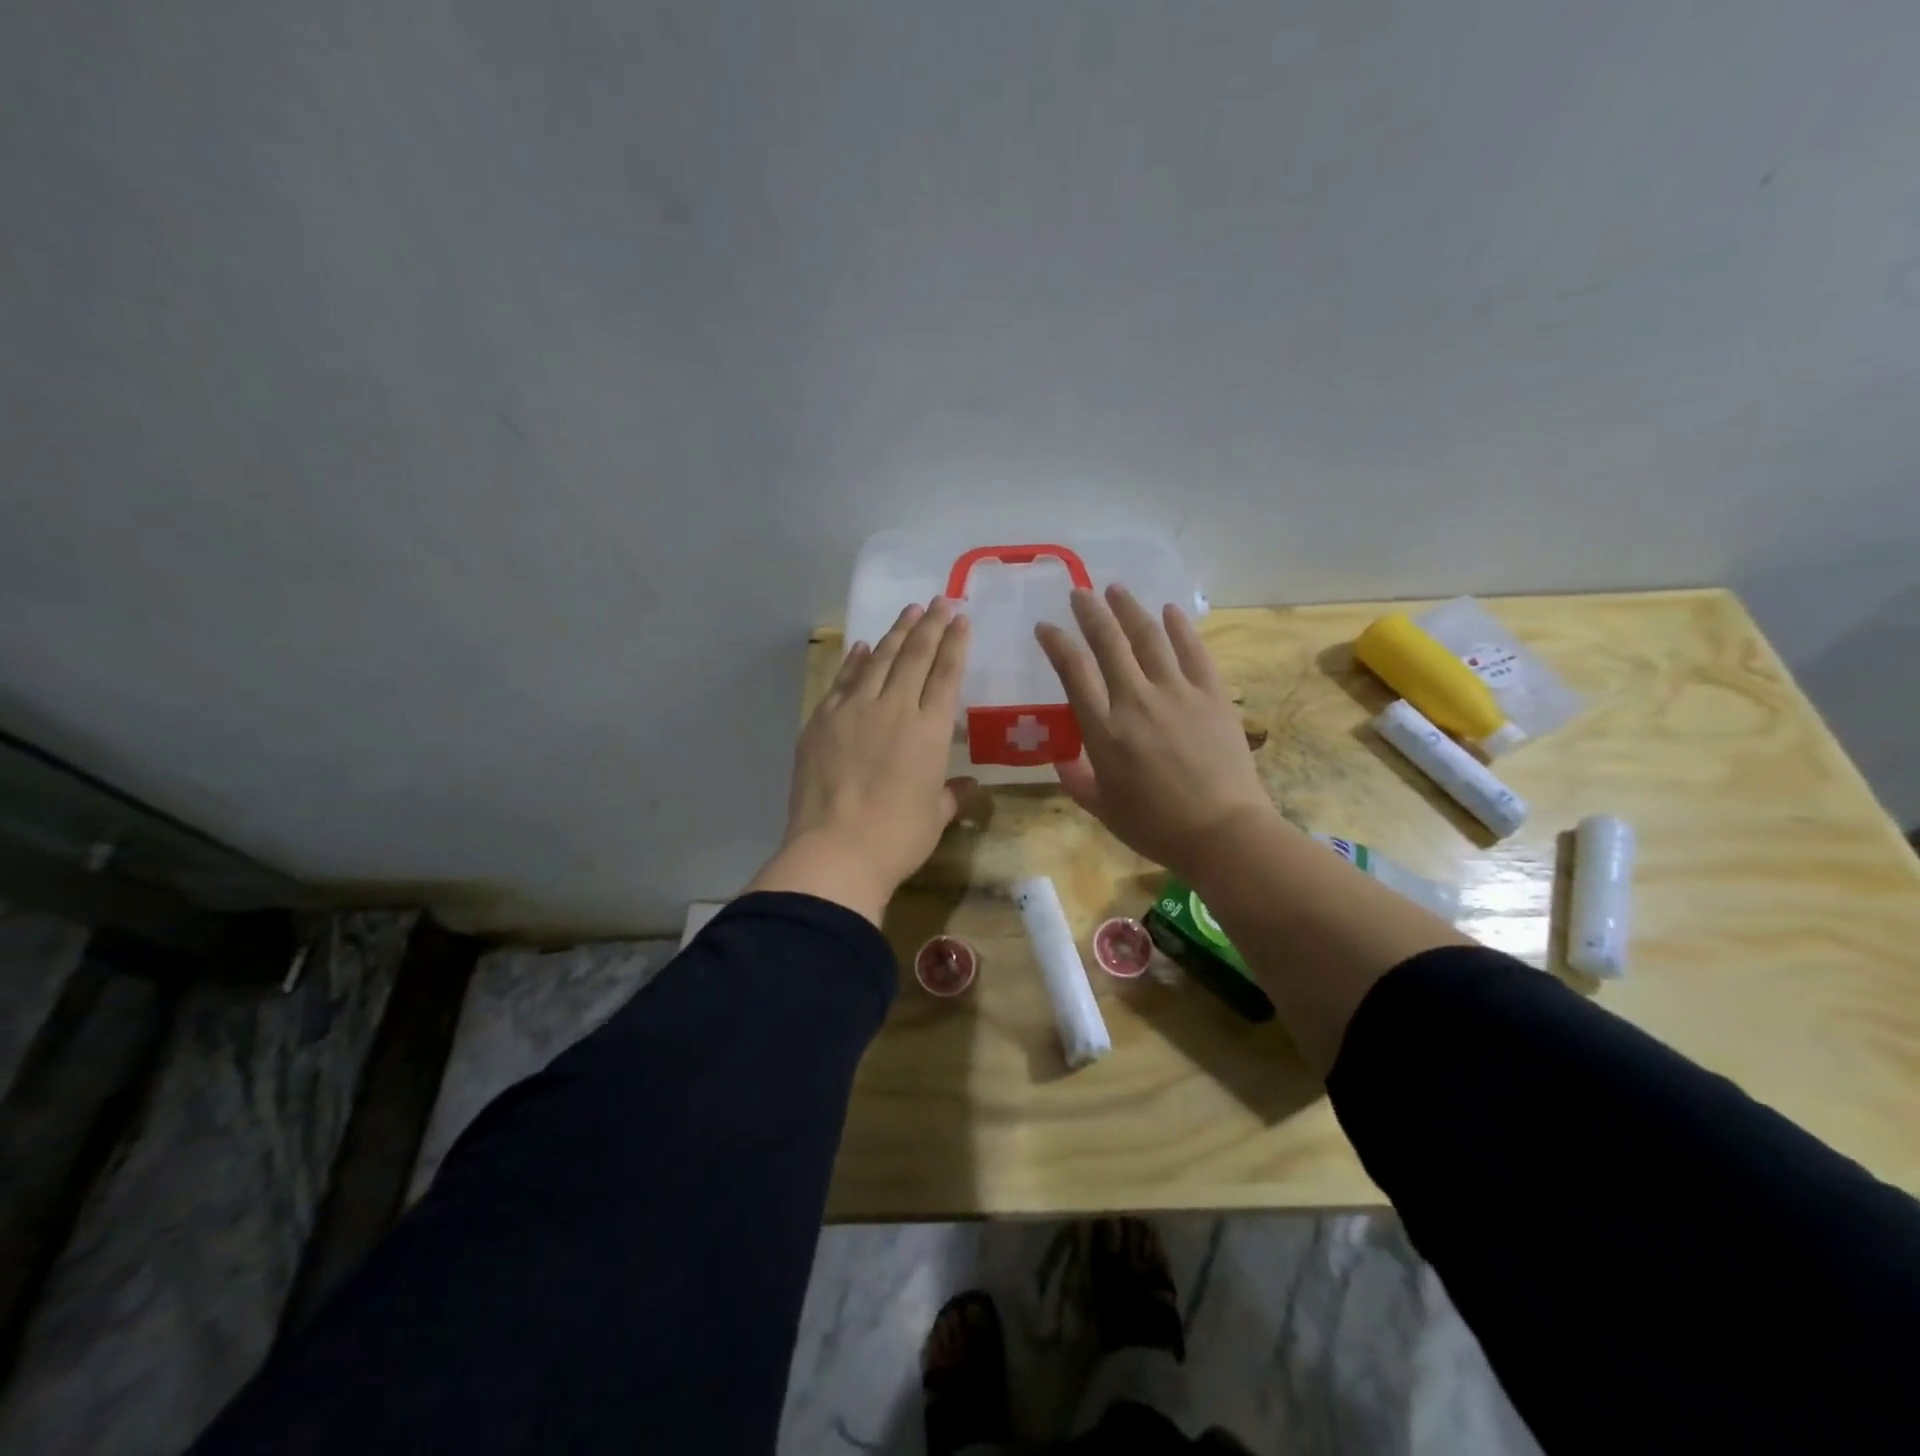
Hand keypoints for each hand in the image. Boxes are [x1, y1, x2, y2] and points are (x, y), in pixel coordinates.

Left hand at [747, 598, 972, 923]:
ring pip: (878, 659)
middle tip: (940, 602)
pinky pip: (843, 680)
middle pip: (914, 656)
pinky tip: (862, 646)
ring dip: (895, 634)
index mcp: (930, 731)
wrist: (835, 851)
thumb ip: (952, 794)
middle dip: (930, 625)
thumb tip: (969, 786)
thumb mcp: (935, 817)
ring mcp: (854, 710)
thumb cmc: (896, 839)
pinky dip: (855, 661)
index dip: (955, 643)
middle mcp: (895, 709)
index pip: (946, 674)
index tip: (961, 619)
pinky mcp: (822, 720)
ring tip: (909, 612)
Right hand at [1036, 586, 1276, 878]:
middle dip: (1090, 613)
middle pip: (1108, 643)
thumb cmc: (1156, 827)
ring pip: (1149, 637)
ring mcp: (1177, 693)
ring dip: (1129, 609)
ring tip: (1116, 590)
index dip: (1057, 643)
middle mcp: (1136, 701)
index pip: (1074, 671)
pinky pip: (1193, 651)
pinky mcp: (1212, 695)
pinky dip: (1180, 628)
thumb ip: (1076, 779)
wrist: (1223, 832)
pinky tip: (1169, 611)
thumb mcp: (1102, 809)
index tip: (1046, 628)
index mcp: (1104, 730)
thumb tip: (1060, 757)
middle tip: (1079, 593)